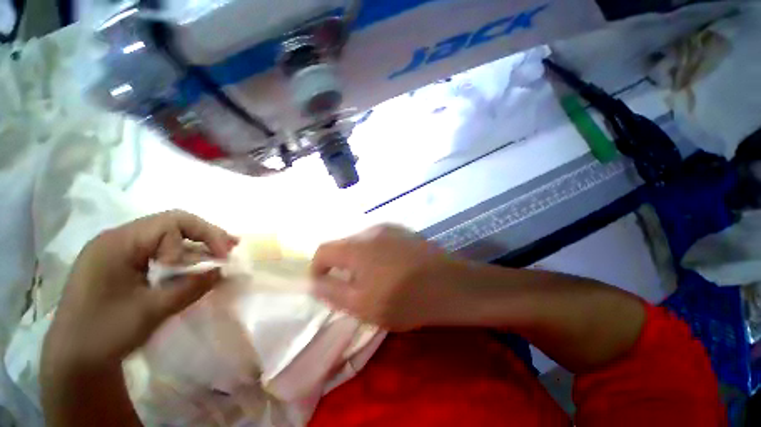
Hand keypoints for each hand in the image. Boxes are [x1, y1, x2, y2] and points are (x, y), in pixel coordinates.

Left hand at [41, 210, 236, 372]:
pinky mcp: (121, 265)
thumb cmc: (105, 333)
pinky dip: (181, 257)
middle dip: (204, 235)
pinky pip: (157, 252)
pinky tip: (195, 267)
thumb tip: (222, 270)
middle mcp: (117, 240)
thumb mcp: (152, 311)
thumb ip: (191, 287)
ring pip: (166, 238)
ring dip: (195, 246)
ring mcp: (117, 252)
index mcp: (118, 243)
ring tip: (220, 255)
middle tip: (230, 248)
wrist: (73, 360)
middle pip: (170, 224)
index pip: (172, 223)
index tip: (222, 258)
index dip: (204, 235)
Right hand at [310, 225, 460, 330]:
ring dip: (361, 259)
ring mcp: (390, 228)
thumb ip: (332, 292)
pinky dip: (377, 253)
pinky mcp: (405, 232)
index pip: (323, 250)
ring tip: (375, 279)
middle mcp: (370, 231)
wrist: (451, 285)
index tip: (324, 284)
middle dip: (341, 265)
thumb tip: (313, 282)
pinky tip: (393, 268)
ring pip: (363, 243)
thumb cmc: (404, 298)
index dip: (317, 268)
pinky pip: (380, 240)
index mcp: (356, 246)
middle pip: (344, 245)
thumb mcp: (362, 305)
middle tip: (353, 287)